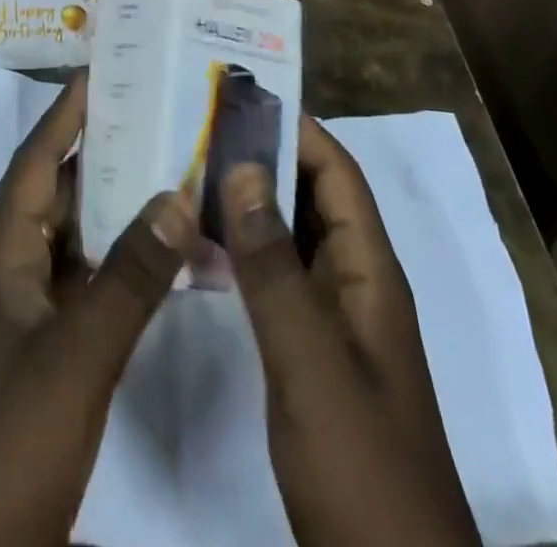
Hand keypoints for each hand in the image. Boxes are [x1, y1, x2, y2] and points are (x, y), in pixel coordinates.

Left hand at [0, 72, 196, 546]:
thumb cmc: (6, 442)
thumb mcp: (74, 355)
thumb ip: (129, 276)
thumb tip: (177, 192)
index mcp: (2, 254)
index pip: (37, 160)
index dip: (66, 112)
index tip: (105, 70)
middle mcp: (11, 272)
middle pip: (60, 192)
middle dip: (103, 151)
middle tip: (159, 114)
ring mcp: (27, 318)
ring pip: (77, 241)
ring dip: (118, 209)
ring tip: (174, 170)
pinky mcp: (46, 358)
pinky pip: (88, 289)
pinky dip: (124, 268)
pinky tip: (167, 261)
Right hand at [223, 117, 478, 546]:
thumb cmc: (359, 459)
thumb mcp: (310, 358)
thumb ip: (274, 264)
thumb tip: (243, 166)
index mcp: (369, 270)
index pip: (335, 172)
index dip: (295, 128)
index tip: (238, 96)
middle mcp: (355, 281)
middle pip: (312, 196)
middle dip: (263, 156)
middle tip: (197, 126)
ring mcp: (334, 318)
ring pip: (291, 236)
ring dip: (249, 201)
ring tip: (188, 169)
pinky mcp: (311, 350)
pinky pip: (277, 277)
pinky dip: (244, 251)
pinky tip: (200, 245)